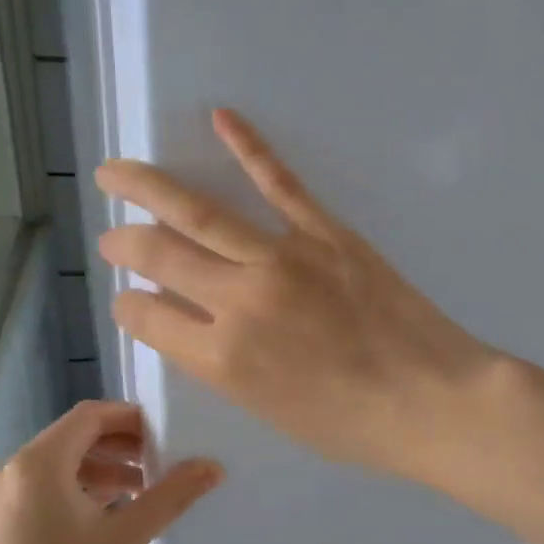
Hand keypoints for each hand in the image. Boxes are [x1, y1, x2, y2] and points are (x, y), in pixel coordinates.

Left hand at [0, 401, 220, 543]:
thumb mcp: (126, 538)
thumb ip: (170, 496)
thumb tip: (213, 466)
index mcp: (38, 463)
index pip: (90, 416)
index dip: (131, 418)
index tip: (167, 435)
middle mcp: (12, 472)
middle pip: (74, 439)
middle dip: (121, 447)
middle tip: (162, 464)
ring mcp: (0, 503)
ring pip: (60, 469)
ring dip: (103, 473)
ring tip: (144, 494)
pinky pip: (45, 494)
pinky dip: (80, 495)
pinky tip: (110, 521)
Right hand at [93, 109, 498, 482]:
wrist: (433, 401)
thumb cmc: (353, 426)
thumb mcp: (270, 411)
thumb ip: (223, 366)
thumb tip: (190, 324)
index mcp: (221, 358)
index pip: (146, 316)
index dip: (129, 306)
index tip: (131, 300)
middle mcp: (238, 300)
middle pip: (158, 255)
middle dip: (123, 244)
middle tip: (110, 237)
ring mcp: (282, 258)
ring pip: (199, 212)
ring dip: (148, 186)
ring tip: (114, 171)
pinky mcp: (326, 233)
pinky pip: (279, 183)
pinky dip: (249, 146)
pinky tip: (221, 118)